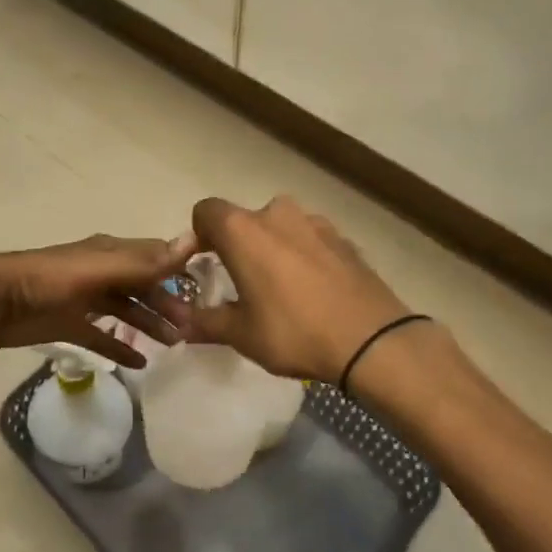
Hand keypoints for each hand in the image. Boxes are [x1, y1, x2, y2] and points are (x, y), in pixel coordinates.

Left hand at [0, 234, 192, 368]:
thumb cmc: (44, 281)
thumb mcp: (96, 269)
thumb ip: (141, 262)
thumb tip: (191, 241)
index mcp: (109, 253)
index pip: (154, 257)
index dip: (180, 271)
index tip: (207, 290)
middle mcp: (100, 272)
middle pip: (143, 286)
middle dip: (167, 303)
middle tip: (190, 329)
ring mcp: (84, 299)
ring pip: (126, 310)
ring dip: (150, 324)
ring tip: (174, 344)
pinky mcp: (69, 324)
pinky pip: (102, 336)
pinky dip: (120, 348)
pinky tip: (140, 364)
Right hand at [181, 196, 412, 381]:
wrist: (371, 340)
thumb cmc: (294, 332)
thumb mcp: (240, 334)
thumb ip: (205, 322)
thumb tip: (180, 322)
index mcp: (243, 230)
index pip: (206, 211)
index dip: (197, 235)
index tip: (201, 264)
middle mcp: (277, 214)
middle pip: (244, 220)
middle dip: (236, 246)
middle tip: (239, 283)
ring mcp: (316, 223)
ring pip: (280, 228)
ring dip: (271, 249)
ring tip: (278, 288)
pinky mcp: (344, 239)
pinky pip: (310, 241)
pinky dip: (302, 256)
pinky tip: (311, 291)